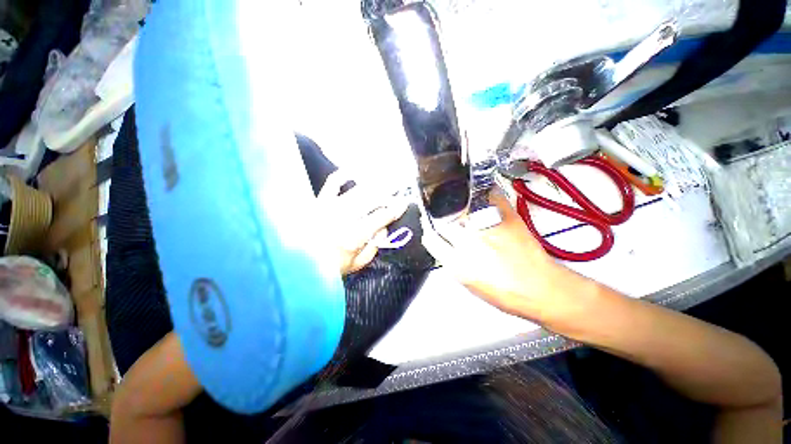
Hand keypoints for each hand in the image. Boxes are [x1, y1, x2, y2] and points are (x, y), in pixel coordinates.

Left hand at [318, 171, 408, 274]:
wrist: (297, 264)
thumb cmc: (329, 268)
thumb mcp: (356, 264)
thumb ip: (373, 248)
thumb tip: (383, 229)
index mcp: (354, 236)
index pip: (380, 217)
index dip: (394, 209)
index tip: (403, 204)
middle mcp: (344, 218)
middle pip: (372, 200)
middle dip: (387, 195)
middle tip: (396, 193)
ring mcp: (330, 207)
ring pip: (357, 191)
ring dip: (373, 185)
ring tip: (383, 182)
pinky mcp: (319, 202)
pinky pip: (332, 184)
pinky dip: (342, 176)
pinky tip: (353, 172)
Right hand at [422, 190, 584, 321]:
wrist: (541, 288)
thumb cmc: (506, 293)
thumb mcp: (469, 283)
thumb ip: (451, 262)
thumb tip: (442, 245)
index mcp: (459, 264)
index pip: (432, 239)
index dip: (430, 233)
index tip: (431, 229)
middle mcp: (471, 243)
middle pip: (444, 221)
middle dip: (442, 220)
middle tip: (447, 221)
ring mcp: (488, 227)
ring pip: (461, 208)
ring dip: (458, 210)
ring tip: (463, 214)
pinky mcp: (506, 217)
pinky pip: (488, 196)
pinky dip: (483, 196)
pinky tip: (481, 201)